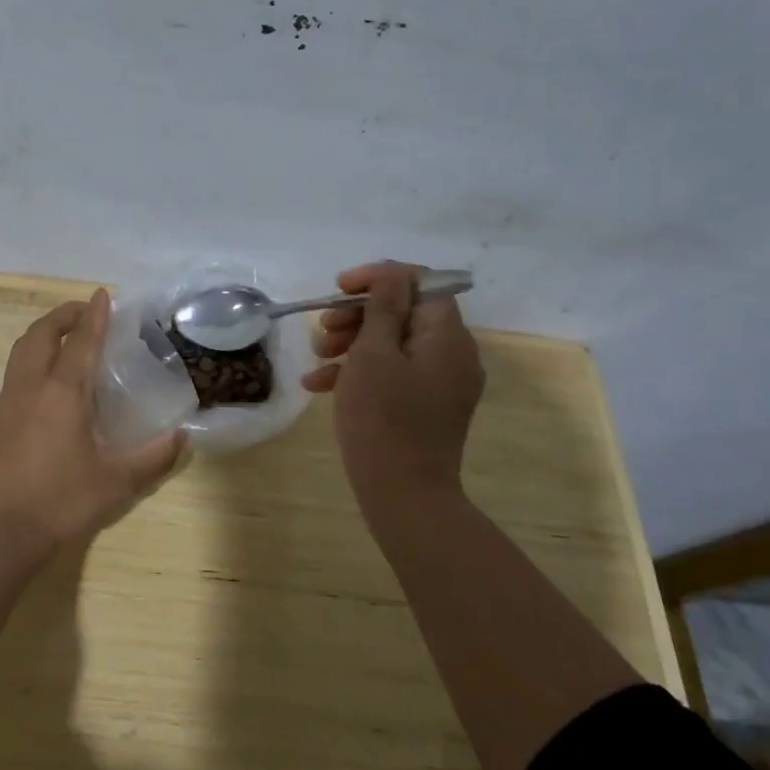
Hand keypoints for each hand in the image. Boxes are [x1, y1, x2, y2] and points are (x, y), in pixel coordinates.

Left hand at [0, 290, 185, 552]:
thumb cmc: (61, 501)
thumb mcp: (117, 482)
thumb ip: (153, 457)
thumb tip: (183, 437)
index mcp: (63, 392)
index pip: (81, 341)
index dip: (95, 316)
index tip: (102, 295)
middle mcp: (32, 387)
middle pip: (41, 334)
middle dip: (62, 315)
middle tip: (83, 312)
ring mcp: (8, 402)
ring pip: (21, 351)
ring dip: (43, 334)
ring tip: (63, 338)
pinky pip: (14, 373)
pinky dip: (31, 359)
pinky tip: (44, 381)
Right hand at [301, 262, 483, 514]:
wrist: (404, 497)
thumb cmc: (383, 419)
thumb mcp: (373, 354)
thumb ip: (382, 307)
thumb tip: (391, 273)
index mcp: (447, 335)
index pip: (420, 282)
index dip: (378, 278)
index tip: (340, 288)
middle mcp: (453, 353)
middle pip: (404, 312)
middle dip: (358, 315)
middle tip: (323, 329)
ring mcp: (442, 382)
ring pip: (394, 343)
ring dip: (353, 342)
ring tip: (317, 358)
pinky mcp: (427, 406)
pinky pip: (395, 374)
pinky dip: (361, 372)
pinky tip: (320, 385)